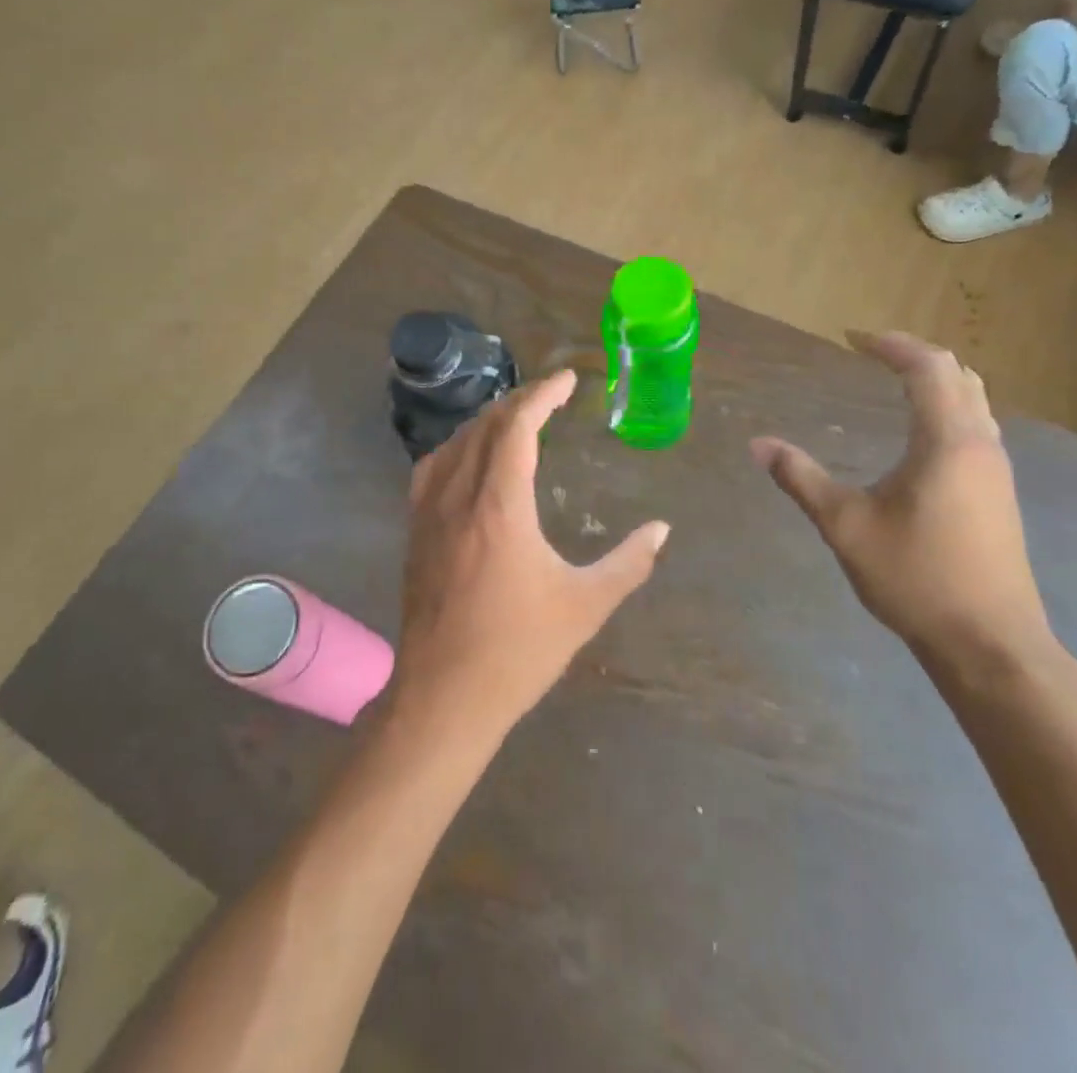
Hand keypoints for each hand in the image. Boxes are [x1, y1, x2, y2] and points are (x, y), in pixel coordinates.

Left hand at [394, 370, 670, 736]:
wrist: (444, 697)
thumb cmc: (519, 650)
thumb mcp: (585, 605)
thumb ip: (628, 562)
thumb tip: (661, 529)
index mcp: (500, 506)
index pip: (518, 427)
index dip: (543, 395)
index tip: (568, 380)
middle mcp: (459, 496)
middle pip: (486, 426)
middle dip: (520, 401)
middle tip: (550, 395)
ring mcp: (429, 513)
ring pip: (456, 443)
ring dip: (488, 421)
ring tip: (517, 418)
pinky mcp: (414, 532)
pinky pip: (432, 468)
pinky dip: (458, 447)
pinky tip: (470, 459)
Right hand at [751, 333, 1048, 663]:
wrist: (990, 644)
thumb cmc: (916, 577)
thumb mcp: (845, 525)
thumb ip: (801, 478)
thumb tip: (758, 443)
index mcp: (947, 441)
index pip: (926, 368)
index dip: (890, 345)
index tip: (852, 338)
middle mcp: (980, 444)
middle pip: (958, 375)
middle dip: (915, 355)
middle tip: (874, 352)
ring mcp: (996, 470)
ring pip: (974, 400)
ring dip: (937, 380)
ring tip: (896, 382)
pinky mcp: (999, 494)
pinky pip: (976, 426)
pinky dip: (948, 407)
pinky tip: (921, 435)